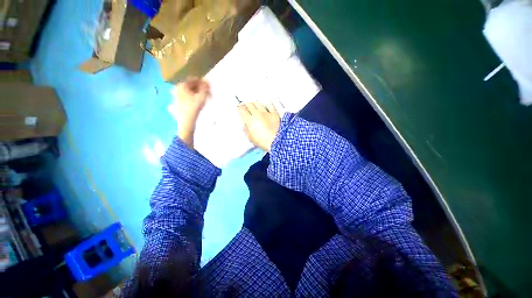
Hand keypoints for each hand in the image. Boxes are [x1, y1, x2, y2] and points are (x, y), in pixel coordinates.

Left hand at [169, 78, 210, 147]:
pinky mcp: (178, 103)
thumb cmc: (194, 108)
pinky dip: (194, 97)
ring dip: (198, 93)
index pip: (193, 79)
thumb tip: (207, 81)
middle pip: (191, 85)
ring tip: (205, 97)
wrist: (186, 122)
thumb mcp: (201, 97)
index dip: (202, 81)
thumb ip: (204, 88)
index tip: (209, 85)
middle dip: (200, 87)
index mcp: (181, 85)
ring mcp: (177, 96)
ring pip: (189, 91)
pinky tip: (199, 102)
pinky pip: (187, 96)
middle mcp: (177, 89)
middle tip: (208, 92)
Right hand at [238, 102, 280, 151]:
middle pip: (250, 104)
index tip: (240, 108)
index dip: (240, 108)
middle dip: (246, 105)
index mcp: (250, 120)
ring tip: (254, 105)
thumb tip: (245, 124)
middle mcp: (257, 114)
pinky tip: (266, 105)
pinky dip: (267, 105)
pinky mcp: (274, 113)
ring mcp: (266, 113)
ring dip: (255, 104)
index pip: (242, 109)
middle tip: (246, 106)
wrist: (276, 140)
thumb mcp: (250, 137)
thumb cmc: (263, 141)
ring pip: (259, 104)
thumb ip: (246, 129)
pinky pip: (270, 105)